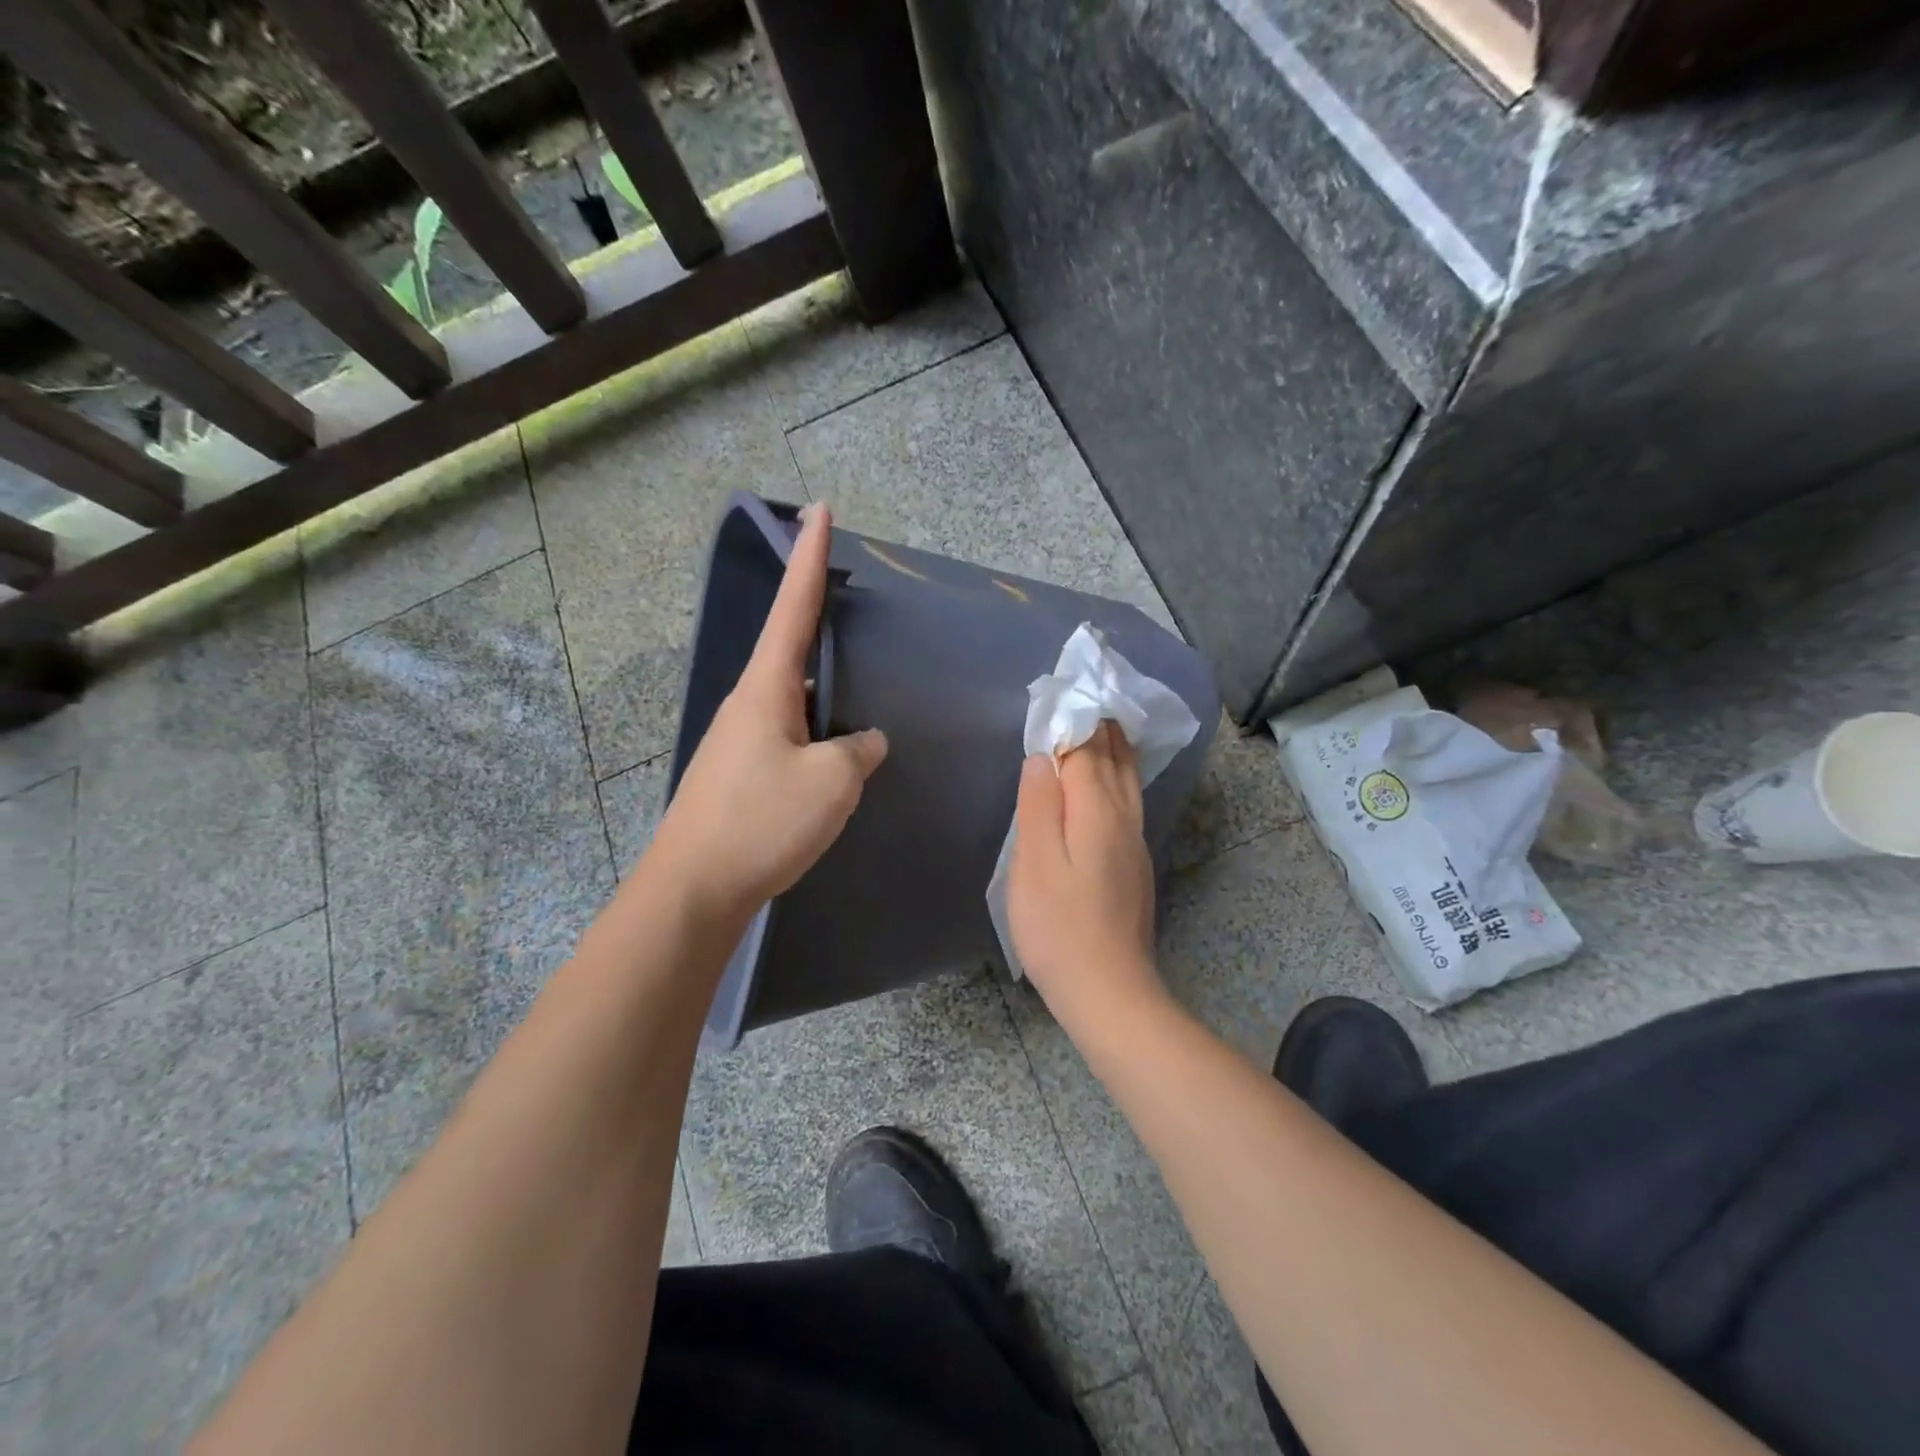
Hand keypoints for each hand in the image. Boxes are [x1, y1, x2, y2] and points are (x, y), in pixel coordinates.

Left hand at [649, 502, 887, 922]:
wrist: (694, 889)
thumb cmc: (762, 822)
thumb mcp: (831, 781)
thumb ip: (858, 750)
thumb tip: (866, 740)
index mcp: (765, 689)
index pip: (793, 608)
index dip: (810, 558)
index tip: (819, 509)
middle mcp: (748, 705)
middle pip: (788, 648)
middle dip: (816, 618)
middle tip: (849, 601)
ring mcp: (740, 742)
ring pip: (791, 699)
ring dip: (821, 688)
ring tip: (854, 687)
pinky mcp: (740, 776)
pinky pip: (788, 736)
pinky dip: (815, 730)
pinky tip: (835, 753)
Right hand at [1007, 721, 1165, 1028]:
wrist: (1109, 991)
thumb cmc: (1059, 927)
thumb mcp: (1034, 863)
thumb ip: (1039, 805)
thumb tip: (1045, 756)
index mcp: (1097, 811)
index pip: (1088, 752)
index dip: (1074, 722)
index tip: (1063, 693)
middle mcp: (1124, 820)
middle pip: (1115, 761)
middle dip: (1102, 728)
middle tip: (1088, 698)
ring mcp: (1134, 844)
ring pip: (1128, 783)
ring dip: (1115, 751)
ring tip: (1104, 727)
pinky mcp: (1135, 866)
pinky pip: (1128, 804)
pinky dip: (1117, 780)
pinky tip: (1110, 784)